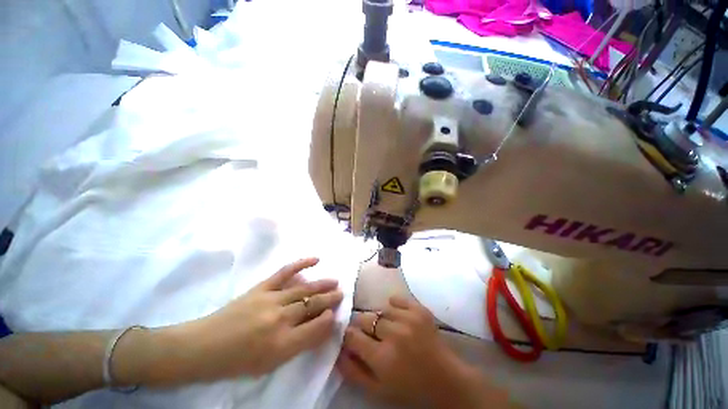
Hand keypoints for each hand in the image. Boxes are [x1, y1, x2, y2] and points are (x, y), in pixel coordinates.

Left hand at [182, 258, 342, 378]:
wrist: (203, 347)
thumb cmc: (237, 362)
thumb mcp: (271, 364)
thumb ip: (298, 345)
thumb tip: (320, 327)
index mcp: (282, 345)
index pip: (316, 328)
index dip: (329, 319)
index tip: (336, 314)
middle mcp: (280, 320)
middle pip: (313, 305)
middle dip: (330, 299)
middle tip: (341, 294)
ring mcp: (271, 300)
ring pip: (304, 289)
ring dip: (322, 285)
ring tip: (335, 282)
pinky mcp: (262, 287)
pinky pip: (285, 272)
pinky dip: (302, 263)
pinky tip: (316, 259)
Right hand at [337, 297, 511, 408]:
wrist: (447, 380)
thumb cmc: (411, 389)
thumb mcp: (378, 390)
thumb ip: (354, 371)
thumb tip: (338, 350)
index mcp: (382, 358)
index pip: (352, 335)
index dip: (349, 335)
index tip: (352, 337)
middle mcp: (394, 334)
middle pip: (365, 318)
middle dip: (364, 326)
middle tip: (373, 335)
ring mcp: (408, 319)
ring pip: (381, 310)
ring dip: (381, 319)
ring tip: (389, 329)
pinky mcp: (420, 310)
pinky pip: (397, 299)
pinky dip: (394, 306)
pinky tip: (398, 316)